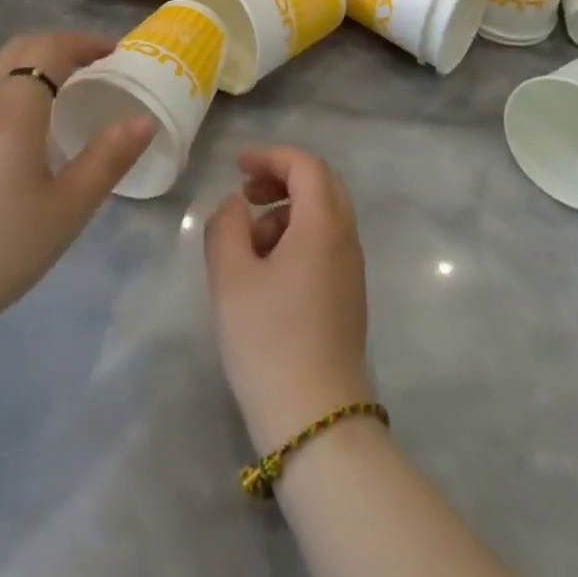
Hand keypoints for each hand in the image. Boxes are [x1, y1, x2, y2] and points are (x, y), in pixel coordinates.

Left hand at [0, 31, 155, 344]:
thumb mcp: (67, 209)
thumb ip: (109, 159)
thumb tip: (144, 120)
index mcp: (14, 107)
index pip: (52, 49)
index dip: (86, 42)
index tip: (115, 52)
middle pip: (22, 48)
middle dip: (61, 46)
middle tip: (93, 64)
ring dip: (30, 61)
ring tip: (57, 85)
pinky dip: (6, 81)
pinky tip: (14, 119)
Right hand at [205, 147, 373, 450]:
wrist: (316, 420)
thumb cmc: (269, 339)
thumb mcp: (231, 277)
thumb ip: (226, 226)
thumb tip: (235, 204)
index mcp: (323, 224)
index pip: (305, 165)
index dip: (270, 156)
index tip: (237, 167)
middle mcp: (346, 238)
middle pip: (321, 184)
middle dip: (282, 178)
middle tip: (246, 194)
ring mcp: (351, 269)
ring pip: (323, 215)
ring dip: (287, 210)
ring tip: (248, 240)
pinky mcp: (348, 296)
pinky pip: (325, 244)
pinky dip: (297, 236)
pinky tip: (266, 270)